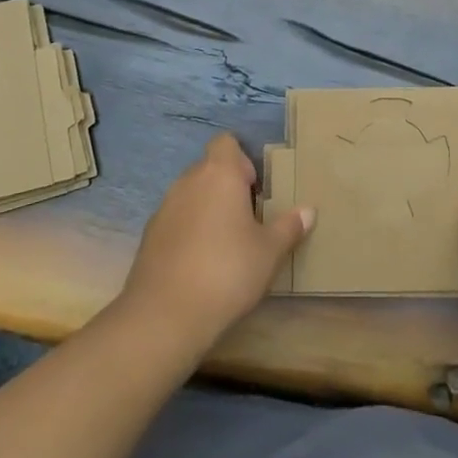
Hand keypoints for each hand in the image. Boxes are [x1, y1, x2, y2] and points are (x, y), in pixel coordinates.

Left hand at [118, 133, 312, 354]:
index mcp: (219, 174)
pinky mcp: (149, 236)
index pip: (226, 142)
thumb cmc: (227, 271)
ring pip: (191, 194)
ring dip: (208, 208)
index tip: (257, 187)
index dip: (242, 159)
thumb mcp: (269, 252)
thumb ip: (289, 227)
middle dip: (228, 186)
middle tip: (250, 217)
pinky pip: (176, 220)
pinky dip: (189, 230)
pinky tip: (202, 261)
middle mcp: (188, 182)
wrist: (165, 315)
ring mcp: (164, 208)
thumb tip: (308, 211)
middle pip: (209, 168)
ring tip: (228, 241)